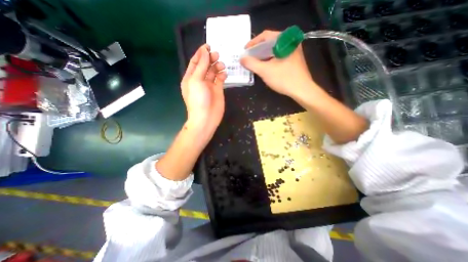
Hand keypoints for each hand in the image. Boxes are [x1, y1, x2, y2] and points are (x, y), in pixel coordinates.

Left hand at [180, 44, 226, 135]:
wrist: (206, 118)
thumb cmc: (198, 99)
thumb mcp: (196, 81)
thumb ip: (201, 66)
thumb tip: (205, 52)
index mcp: (191, 77)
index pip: (195, 62)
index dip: (201, 53)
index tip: (208, 46)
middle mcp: (200, 80)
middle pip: (205, 66)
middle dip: (210, 59)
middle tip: (217, 55)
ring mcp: (209, 86)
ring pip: (213, 72)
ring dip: (217, 66)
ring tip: (221, 65)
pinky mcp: (218, 90)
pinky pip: (220, 79)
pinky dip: (222, 75)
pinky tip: (224, 74)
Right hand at [241, 30, 313, 98]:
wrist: (301, 90)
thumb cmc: (283, 79)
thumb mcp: (264, 71)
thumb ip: (251, 63)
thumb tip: (242, 59)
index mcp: (285, 40)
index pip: (265, 36)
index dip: (253, 43)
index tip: (245, 50)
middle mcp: (290, 42)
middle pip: (270, 42)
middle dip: (257, 50)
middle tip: (249, 57)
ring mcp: (293, 51)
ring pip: (274, 50)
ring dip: (263, 55)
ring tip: (255, 62)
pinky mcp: (293, 60)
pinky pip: (278, 56)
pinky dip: (270, 60)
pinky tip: (265, 66)